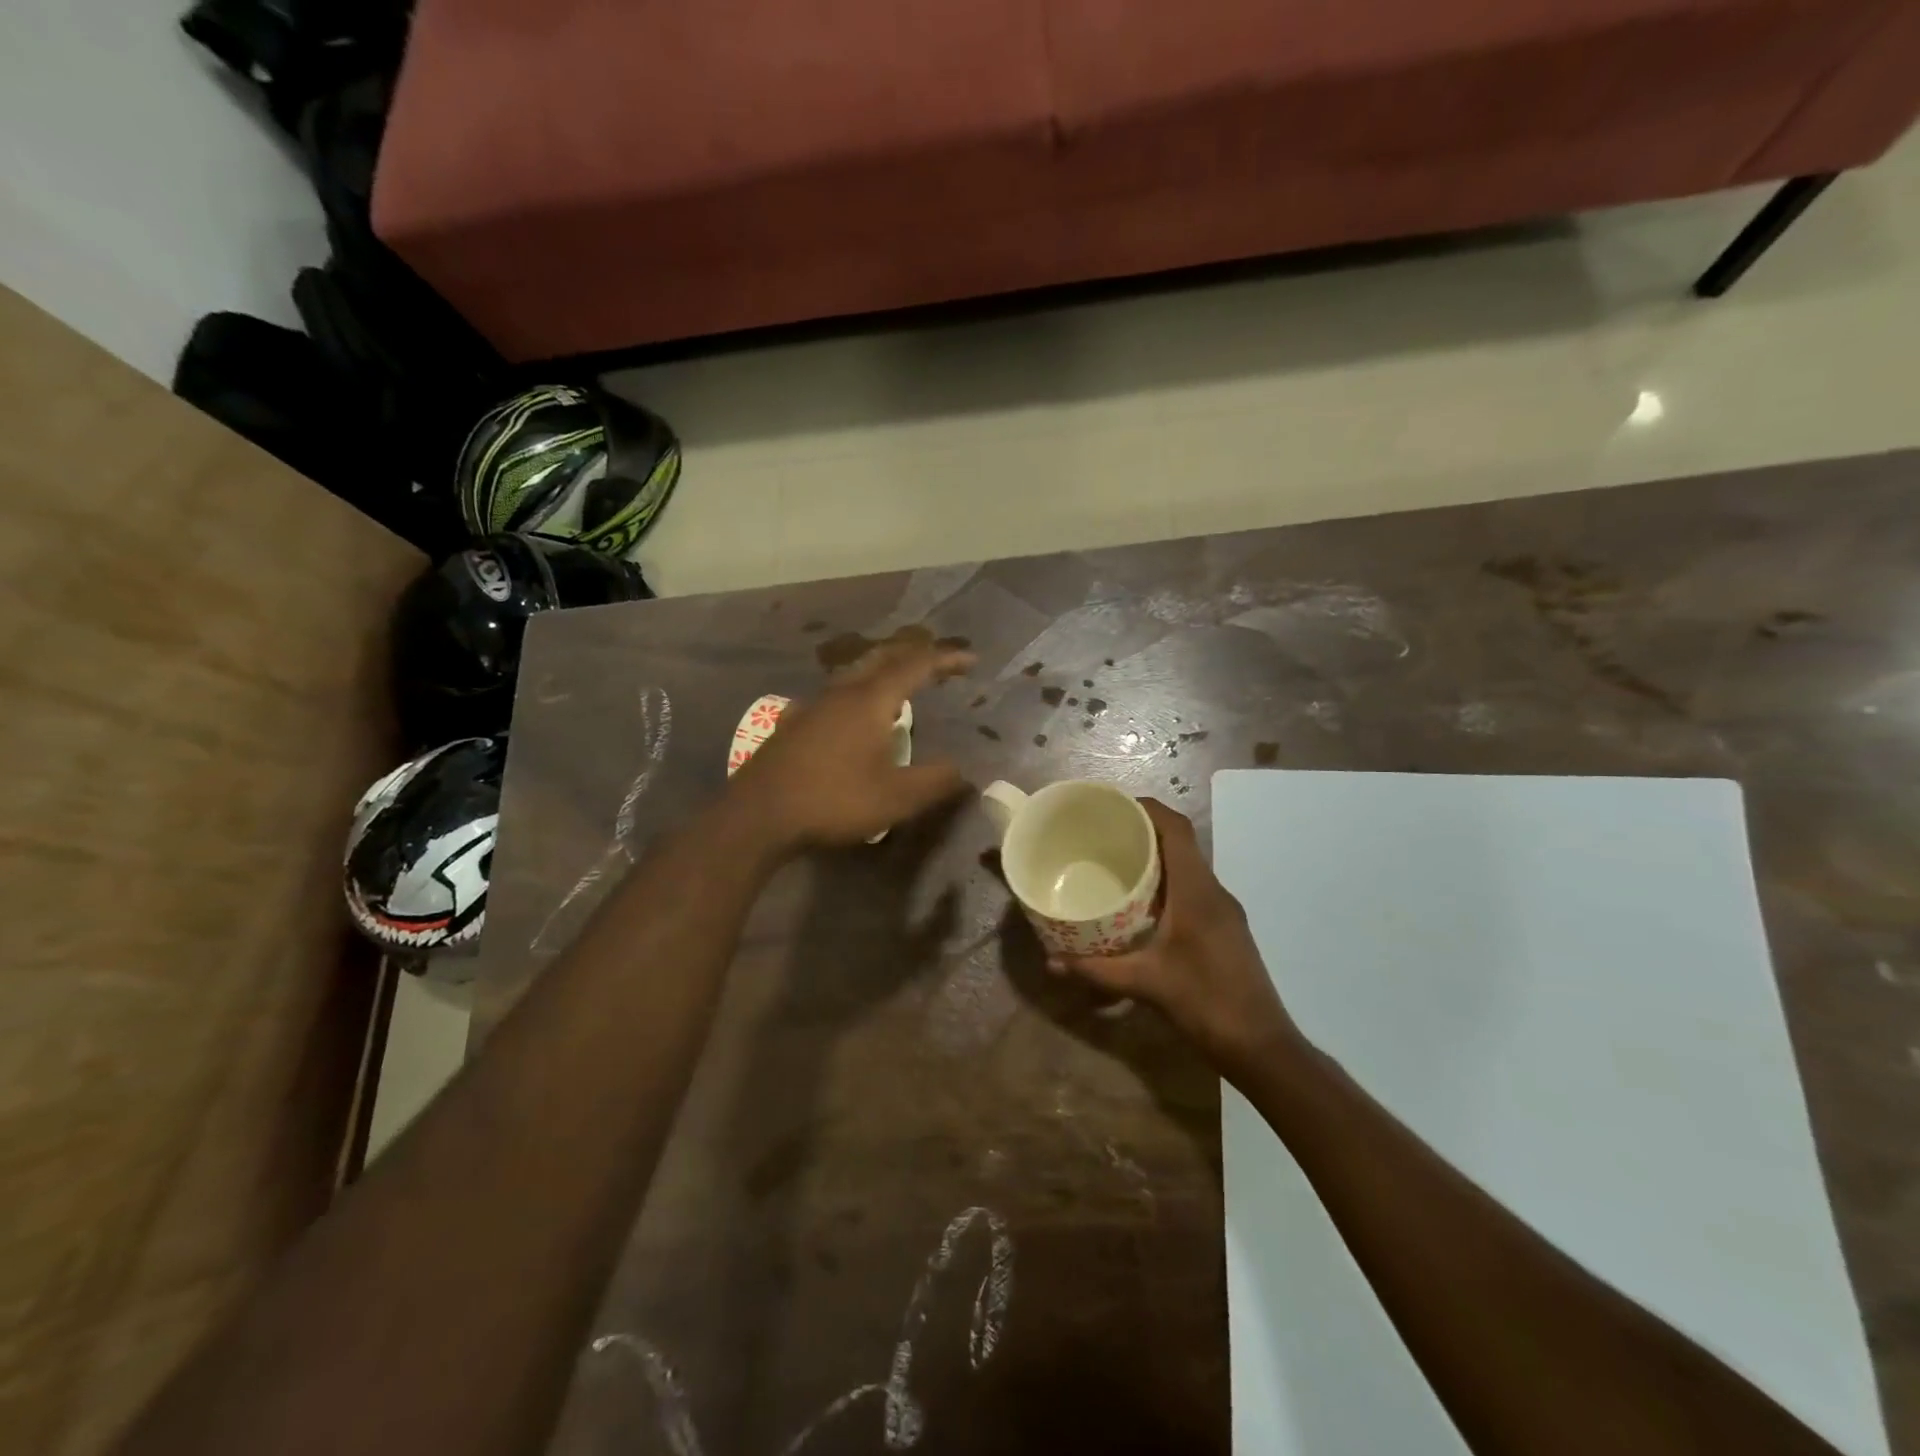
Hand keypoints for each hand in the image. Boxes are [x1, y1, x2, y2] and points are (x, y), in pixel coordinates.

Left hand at [730, 637, 975, 847]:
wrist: (759, 815)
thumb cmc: (833, 801)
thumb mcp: (896, 798)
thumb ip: (936, 782)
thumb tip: (965, 771)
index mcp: (870, 700)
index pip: (916, 665)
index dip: (946, 659)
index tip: (971, 661)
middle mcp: (842, 692)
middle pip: (883, 657)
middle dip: (915, 655)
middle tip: (940, 664)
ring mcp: (814, 705)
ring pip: (856, 673)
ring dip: (885, 671)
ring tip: (904, 686)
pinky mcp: (796, 724)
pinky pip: (838, 694)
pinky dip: (861, 692)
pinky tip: (856, 715)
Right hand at [1050, 799, 1300, 1074]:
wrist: (1262, 1047)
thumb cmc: (1206, 1004)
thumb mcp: (1145, 984)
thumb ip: (1096, 971)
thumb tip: (1051, 962)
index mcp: (1198, 891)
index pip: (1177, 830)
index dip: (1147, 809)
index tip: (1112, 806)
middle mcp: (1214, 892)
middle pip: (1181, 843)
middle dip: (1144, 832)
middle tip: (1103, 835)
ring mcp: (1224, 911)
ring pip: (1188, 868)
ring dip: (1156, 859)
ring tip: (1115, 865)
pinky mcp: (1225, 929)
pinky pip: (1193, 890)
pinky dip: (1166, 885)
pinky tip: (1141, 907)